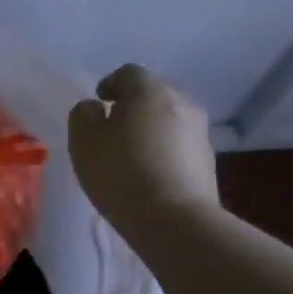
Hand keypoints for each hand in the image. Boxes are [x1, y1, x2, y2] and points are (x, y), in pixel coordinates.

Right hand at [68, 64, 219, 241]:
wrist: (175, 220)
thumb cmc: (121, 173)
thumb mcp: (84, 142)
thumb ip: (83, 115)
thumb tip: (95, 108)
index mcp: (149, 91)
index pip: (128, 73)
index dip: (110, 84)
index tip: (99, 102)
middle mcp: (181, 102)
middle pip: (153, 95)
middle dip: (133, 106)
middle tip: (114, 128)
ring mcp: (200, 132)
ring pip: (169, 120)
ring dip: (151, 130)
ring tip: (132, 154)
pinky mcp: (208, 161)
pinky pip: (180, 145)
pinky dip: (164, 151)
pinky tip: (150, 174)